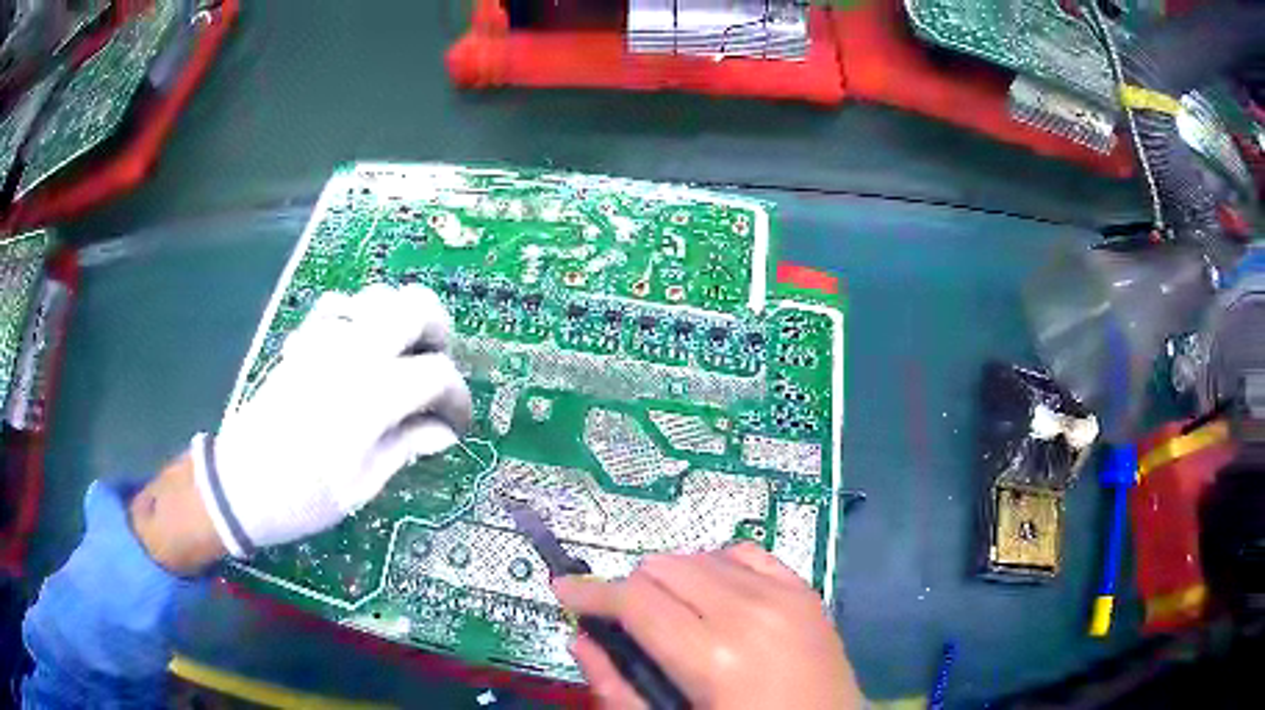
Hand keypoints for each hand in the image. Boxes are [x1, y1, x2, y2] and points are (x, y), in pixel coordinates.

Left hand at [191, 284, 471, 556]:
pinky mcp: (303, 341)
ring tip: (401, 357)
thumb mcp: (363, 485)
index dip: (456, 399)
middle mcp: (353, 353)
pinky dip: (359, 317)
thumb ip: (406, 446)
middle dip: (439, 332)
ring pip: (379, 296)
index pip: (437, 374)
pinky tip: (358, 348)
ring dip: (401, 320)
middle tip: (436, 369)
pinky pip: (340, 305)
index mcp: (373, 395)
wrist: (240, 484)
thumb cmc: (303, 496)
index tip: (455, 425)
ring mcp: (325, 340)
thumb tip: (443, 432)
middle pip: (416, 307)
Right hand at [553, 543, 863, 708]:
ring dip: (673, 579)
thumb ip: (618, 689)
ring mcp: (784, 595)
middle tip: (627, 623)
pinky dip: (718, 567)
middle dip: (632, 590)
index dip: (590, 592)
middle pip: (664, 567)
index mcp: (714, 656)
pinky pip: (747, 553)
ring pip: (700, 554)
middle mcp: (749, 611)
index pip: (634, 601)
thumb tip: (579, 640)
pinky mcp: (806, 591)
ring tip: (673, 615)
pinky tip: (716, 596)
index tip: (562, 590)